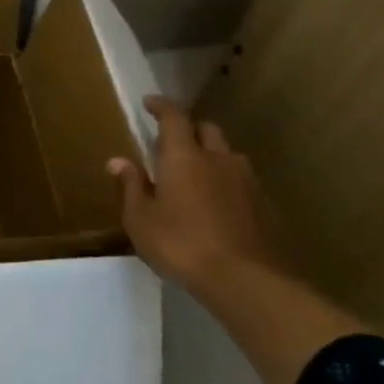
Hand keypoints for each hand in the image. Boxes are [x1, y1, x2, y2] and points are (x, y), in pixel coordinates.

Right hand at [108, 95, 288, 291]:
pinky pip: (242, 182)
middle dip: (189, 130)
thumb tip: (118, 161)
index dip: (161, 106)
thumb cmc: (180, 243)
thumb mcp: (140, 219)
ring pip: (228, 155)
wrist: (246, 280)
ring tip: (197, 176)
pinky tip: (219, 206)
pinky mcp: (265, 206)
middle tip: (172, 143)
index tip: (149, 103)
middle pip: (207, 130)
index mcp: (184, 157)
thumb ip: (130, 186)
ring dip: (212, 156)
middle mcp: (218, 159)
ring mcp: (247, 181)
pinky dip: (227, 184)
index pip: (174, 117)